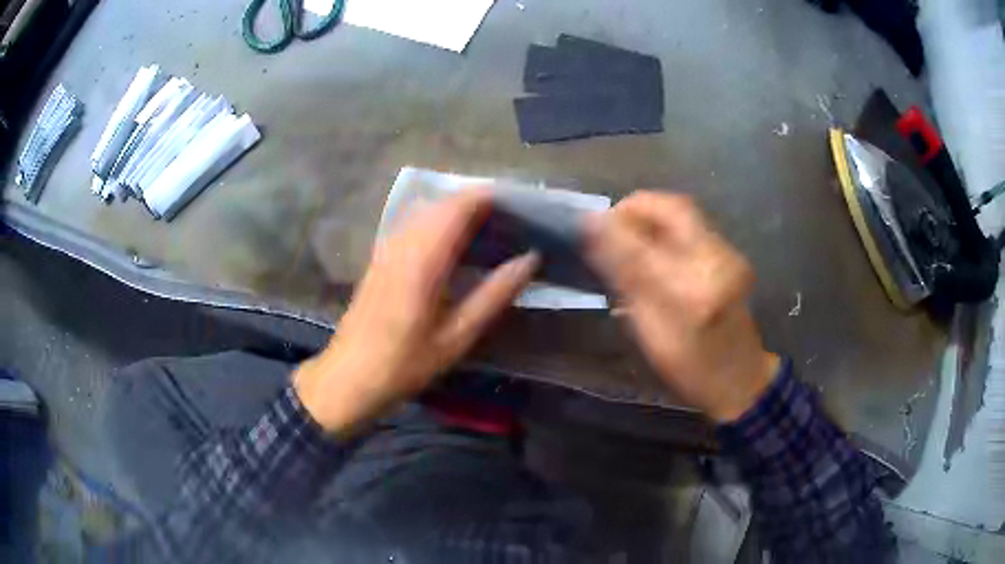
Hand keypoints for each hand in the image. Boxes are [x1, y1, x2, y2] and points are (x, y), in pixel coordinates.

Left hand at [294, 190, 538, 435]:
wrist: (349, 376)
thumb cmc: (405, 363)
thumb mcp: (457, 336)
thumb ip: (495, 294)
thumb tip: (530, 259)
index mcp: (424, 258)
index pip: (460, 205)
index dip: (490, 197)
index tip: (519, 207)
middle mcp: (403, 242)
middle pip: (443, 202)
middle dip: (477, 202)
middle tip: (510, 222)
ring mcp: (387, 247)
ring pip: (427, 209)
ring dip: (458, 211)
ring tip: (489, 230)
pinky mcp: (380, 256)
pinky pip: (414, 223)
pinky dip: (439, 222)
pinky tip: (453, 245)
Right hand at [585, 192, 779, 422]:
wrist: (740, 378)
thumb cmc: (689, 367)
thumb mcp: (650, 333)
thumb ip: (626, 280)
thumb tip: (594, 237)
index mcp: (693, 292)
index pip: (647, 243)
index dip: (613, 226)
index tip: (587, 224)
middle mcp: (716, 262)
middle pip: (675, 208)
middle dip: (638, 207)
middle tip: (611, 223)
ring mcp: (729, 256)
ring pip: (685, 214)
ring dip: (652, 216)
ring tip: (627, 234)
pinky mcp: (732, 256)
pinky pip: (693, 226)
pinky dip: (667, 227)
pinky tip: (654, 246)